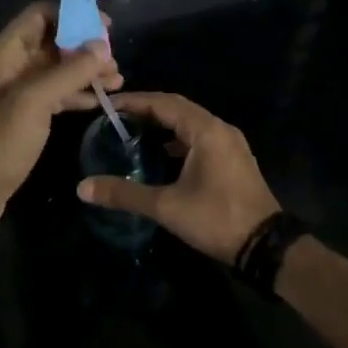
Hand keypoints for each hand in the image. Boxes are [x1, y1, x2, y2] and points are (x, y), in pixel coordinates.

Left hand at [0, 2, 118, 242]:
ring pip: (55, 70)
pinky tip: (99, 102)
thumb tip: (101, 46)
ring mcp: (14, 94)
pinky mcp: (22, 118)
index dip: (73, 15)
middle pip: (51, 42)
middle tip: (116, 61)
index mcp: (3, 54)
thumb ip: (68, 72)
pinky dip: (75, 94)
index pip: (39, 15)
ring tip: (118, 82)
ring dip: (85, 72)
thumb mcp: (34, 103)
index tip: (106, 28)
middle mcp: (8, 67)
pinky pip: (53, 95)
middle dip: (84, 48)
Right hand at [76, 92, 279, 263]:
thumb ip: (124, 194)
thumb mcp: (167, 207)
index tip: (107, 106)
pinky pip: (201, 138)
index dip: (134, 101)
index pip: (164, 103)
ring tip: (134, 132)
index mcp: (206, 131)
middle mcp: (220, 130)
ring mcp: (231, 145)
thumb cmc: (216, 219)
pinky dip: (178, 140)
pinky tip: (162, 154)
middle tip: (116, 117)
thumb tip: (82, 188)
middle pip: (178, 109)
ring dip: (164, 125)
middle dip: (147, 110)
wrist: (265, 246)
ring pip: (191, 124)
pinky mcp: (233, 160)